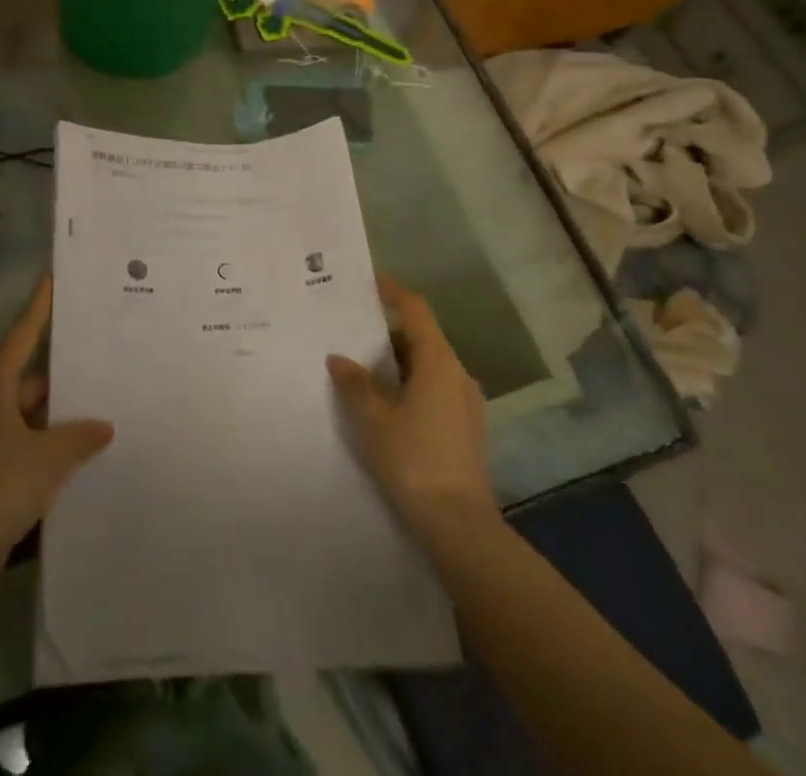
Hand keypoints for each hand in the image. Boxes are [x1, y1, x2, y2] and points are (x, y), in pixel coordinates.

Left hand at [0, 275, 113, 568]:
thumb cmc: (0, 485)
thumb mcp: (50, 457)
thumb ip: (80, 437)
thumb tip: (104, 426)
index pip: (22, 335)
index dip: (39, 307)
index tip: (51, 278)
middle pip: (28, 378)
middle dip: (62, 377)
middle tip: (99, 365)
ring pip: (27, 413)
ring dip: (56, 416)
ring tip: (97, 413)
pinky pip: (21, 441)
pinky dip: (45, 443)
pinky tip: (75, 456)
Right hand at [328, 275, 496, 536]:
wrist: (458, 525)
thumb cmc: (413, 460)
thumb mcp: (372, 419)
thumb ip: (354, 383)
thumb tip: (339, 358)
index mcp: (438, 362)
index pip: (415, 310)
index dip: (391, 290)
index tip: (366, 279)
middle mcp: (457, 374)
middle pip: (421, 336)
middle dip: (387, 329)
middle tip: (351, 327)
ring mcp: (466, 403)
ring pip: (428, 365)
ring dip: (397, 360)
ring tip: (361, 365)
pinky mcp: (466, 428)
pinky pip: (434, 388)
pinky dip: (408, 383)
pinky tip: (384, 402)